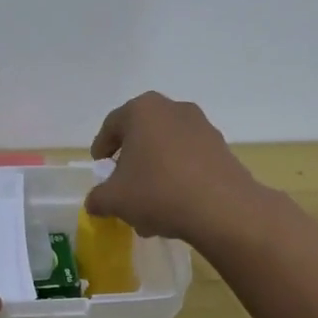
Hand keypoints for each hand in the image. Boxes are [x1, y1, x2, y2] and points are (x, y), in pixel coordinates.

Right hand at [86, 92, 262, 243]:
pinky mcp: (222, 148)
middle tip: (123, 187)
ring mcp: (202, 127)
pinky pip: (189, 160)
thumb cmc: (158, 192)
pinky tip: (174, 207)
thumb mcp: (115, 200)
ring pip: (167, 150)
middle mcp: (173, 109)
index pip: (112, 125)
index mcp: (142, 110)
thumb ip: (98, 198)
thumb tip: (94, 202)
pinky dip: (178, 178)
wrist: (222, 208)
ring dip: (155, 173)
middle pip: (142, 136)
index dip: (101, 148)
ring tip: (149, 207)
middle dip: (131, 163)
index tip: (99, 167)